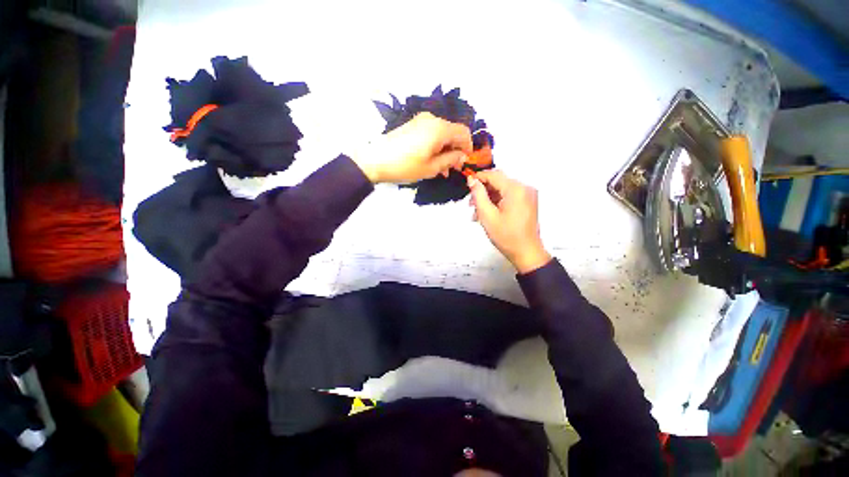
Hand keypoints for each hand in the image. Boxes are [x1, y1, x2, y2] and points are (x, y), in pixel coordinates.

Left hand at [352, 112, 472, 183]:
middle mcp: (432, 119)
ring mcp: (420, 121)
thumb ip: (451, 160)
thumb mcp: (431, 168)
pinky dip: (436, 146)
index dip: (468, 147)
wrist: (375, 160)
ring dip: (445, 150)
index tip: (466, 162)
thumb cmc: (405, 166)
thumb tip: (461, 155)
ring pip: (441, 134)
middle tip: (454, 169)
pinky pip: (431, 133)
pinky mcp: (412, 125)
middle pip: (452, 132)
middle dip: (456, 150)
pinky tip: (432, 160)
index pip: (463, 132)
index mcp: (439, 128)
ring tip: (443, 169)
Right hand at [468, 170, 551, 273]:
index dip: (479, 177)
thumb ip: (478, 195)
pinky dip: (497, 202)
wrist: (526, 252)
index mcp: (516, 189)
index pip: (494, 175)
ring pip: (503, 189)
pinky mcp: (527, 202)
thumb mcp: (487, 215)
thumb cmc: (506, 236)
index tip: (467, 183)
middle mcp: (524, 188)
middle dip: (483, 191)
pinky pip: (509, 196)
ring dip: (489, 198)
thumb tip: (472, 180)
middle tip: (470, 203)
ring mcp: (528, 195)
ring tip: (477, 213)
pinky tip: (488, 213)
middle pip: (499, 182)